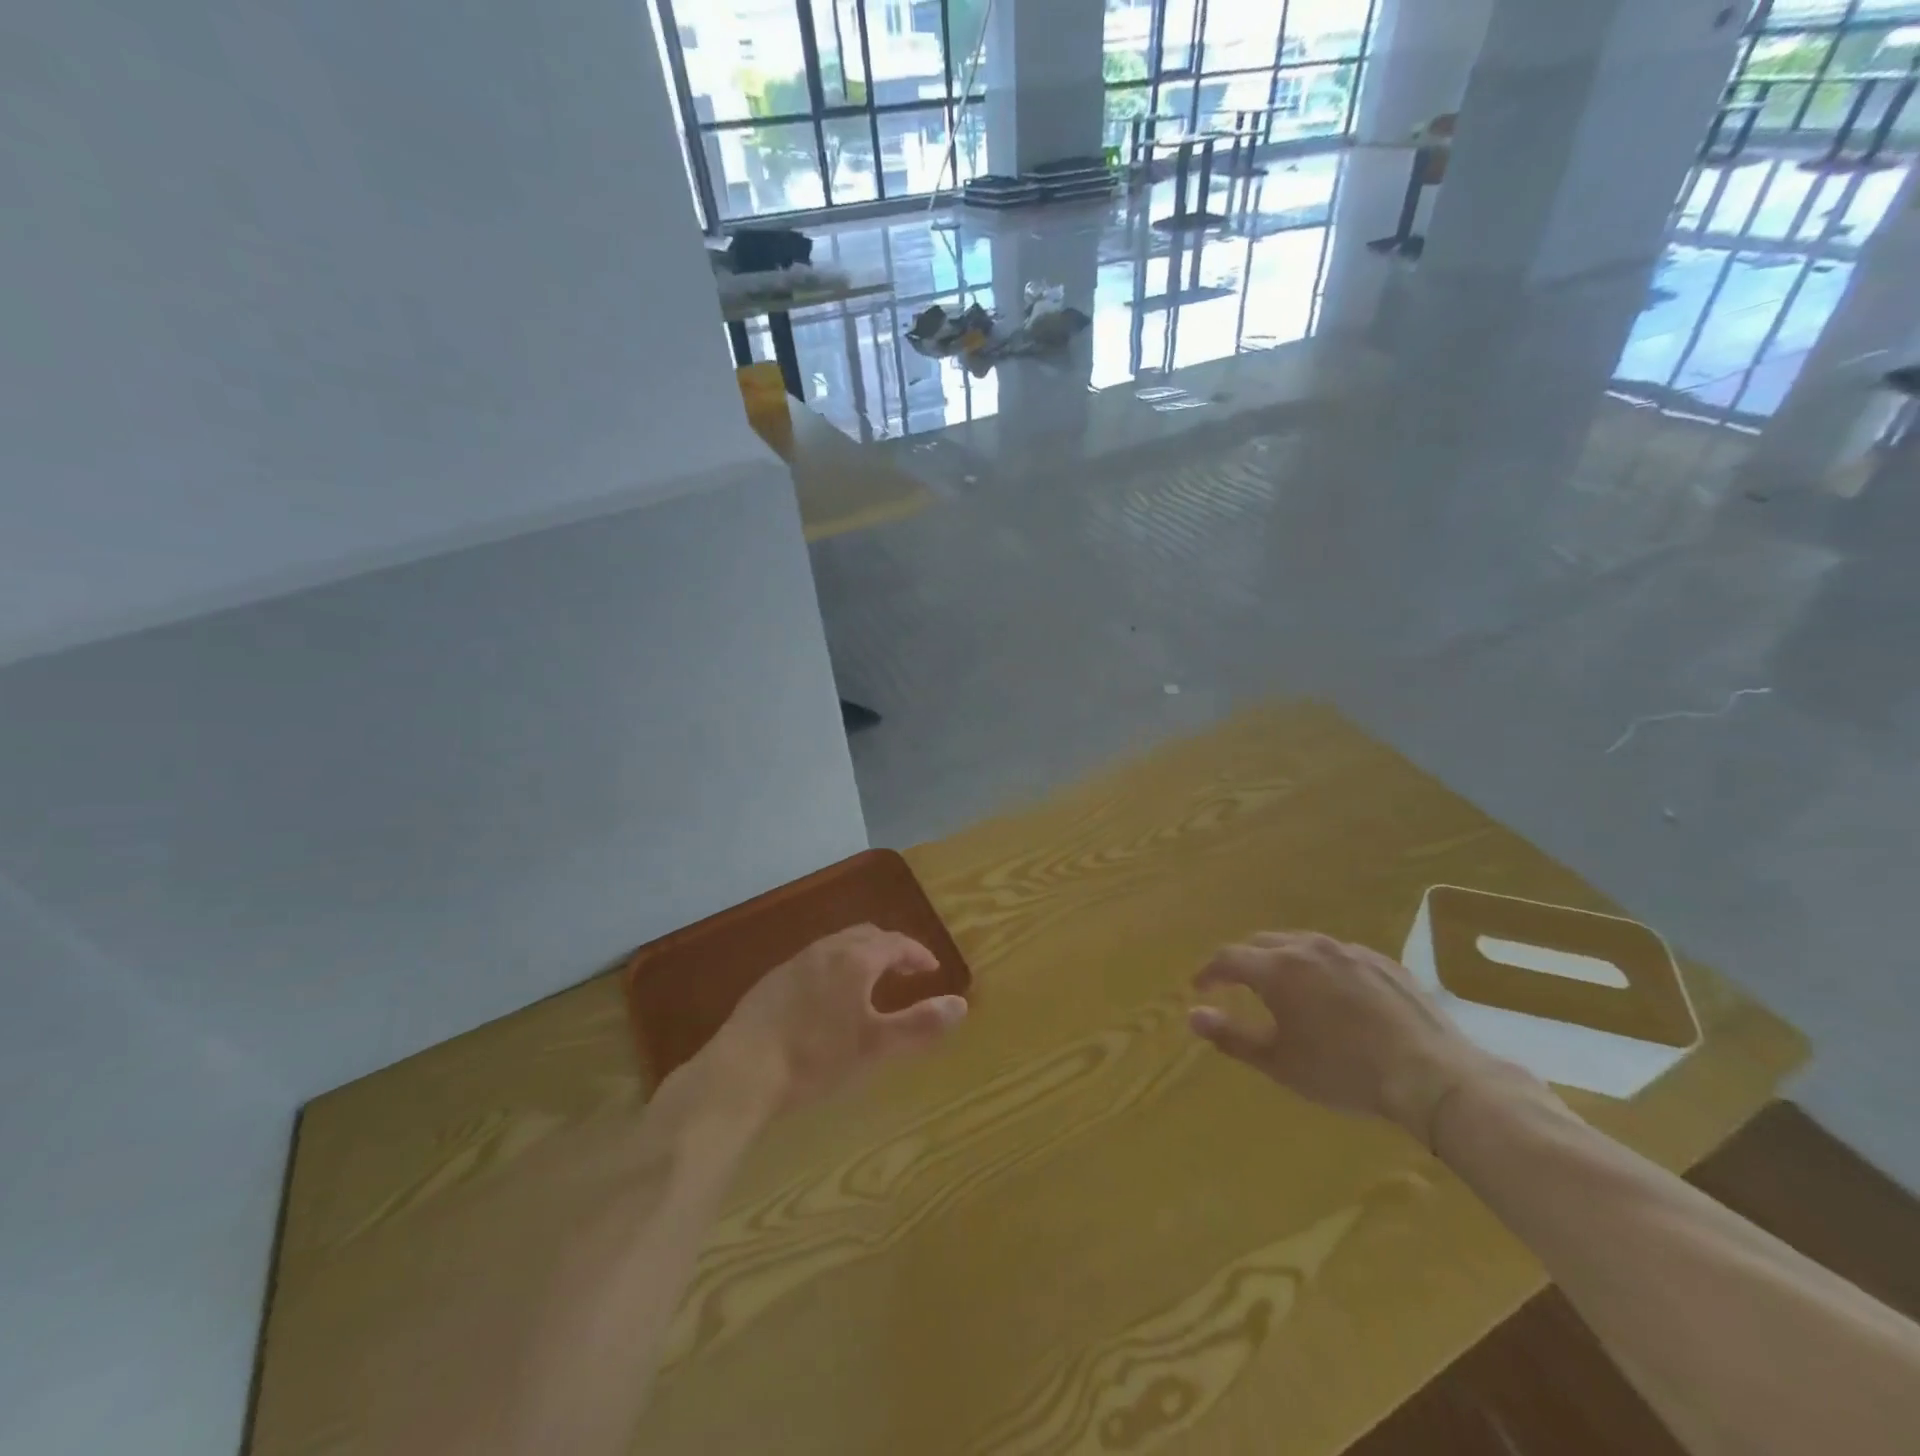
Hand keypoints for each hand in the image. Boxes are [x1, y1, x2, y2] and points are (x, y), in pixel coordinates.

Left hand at [696, 924, 967, 1118]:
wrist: (741, 1072)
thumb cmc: (816, 1058)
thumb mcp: (876, 1046)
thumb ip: (920, 1024)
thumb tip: (961, 1004)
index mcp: (854, 959)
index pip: (895, 942)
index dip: (917, 953)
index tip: (931, 969)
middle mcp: (824, 951)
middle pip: (865, 936)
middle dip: (889, 949)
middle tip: (904, 971)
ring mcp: (793, 964)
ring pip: (836, 947)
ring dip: (860, 957)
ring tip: (869, 984)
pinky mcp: (770, 983)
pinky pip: (813, 963)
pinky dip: (833, 970)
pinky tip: (826, 1001)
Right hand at [1188, 931, 1502, 1145]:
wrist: (1431, 1075)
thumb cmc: (1344, 1072)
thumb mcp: (1279, 1062)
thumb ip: (1230, 1035)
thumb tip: (1192, 1015)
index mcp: (1278, 968)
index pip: (1227, 958)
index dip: (1208, 972)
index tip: (1199, 988)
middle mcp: (1308, 948)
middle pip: (1262, 943)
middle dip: (1243, 961)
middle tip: (1236, 985)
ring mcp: (1349, 951)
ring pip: (1301, 944)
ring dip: (1281, 959)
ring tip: (1283, 986)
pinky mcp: (1382, 961)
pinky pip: (1337, 955)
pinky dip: (1320, 967)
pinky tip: (1332, 993)